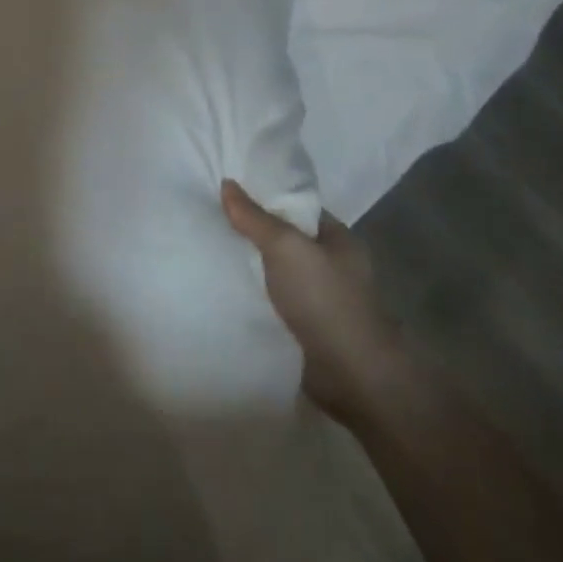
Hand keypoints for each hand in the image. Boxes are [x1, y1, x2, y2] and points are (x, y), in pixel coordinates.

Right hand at [221, 179, 405, 423]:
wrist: (354, 377)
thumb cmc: (325, 300)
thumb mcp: (286, 247)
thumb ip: (254, 217)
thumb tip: (227, 183)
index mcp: (337, 238)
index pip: (296, 205)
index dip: (264, 195)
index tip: (228, 189)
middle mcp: (331, 264)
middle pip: (283, 237)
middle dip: (251, 230)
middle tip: (210, 215)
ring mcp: (320, 298)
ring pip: (275, 271)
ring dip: (249, 265)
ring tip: (209, 247)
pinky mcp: (306, 328)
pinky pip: (272, 300)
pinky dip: (252, 294)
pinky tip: (223, 286)